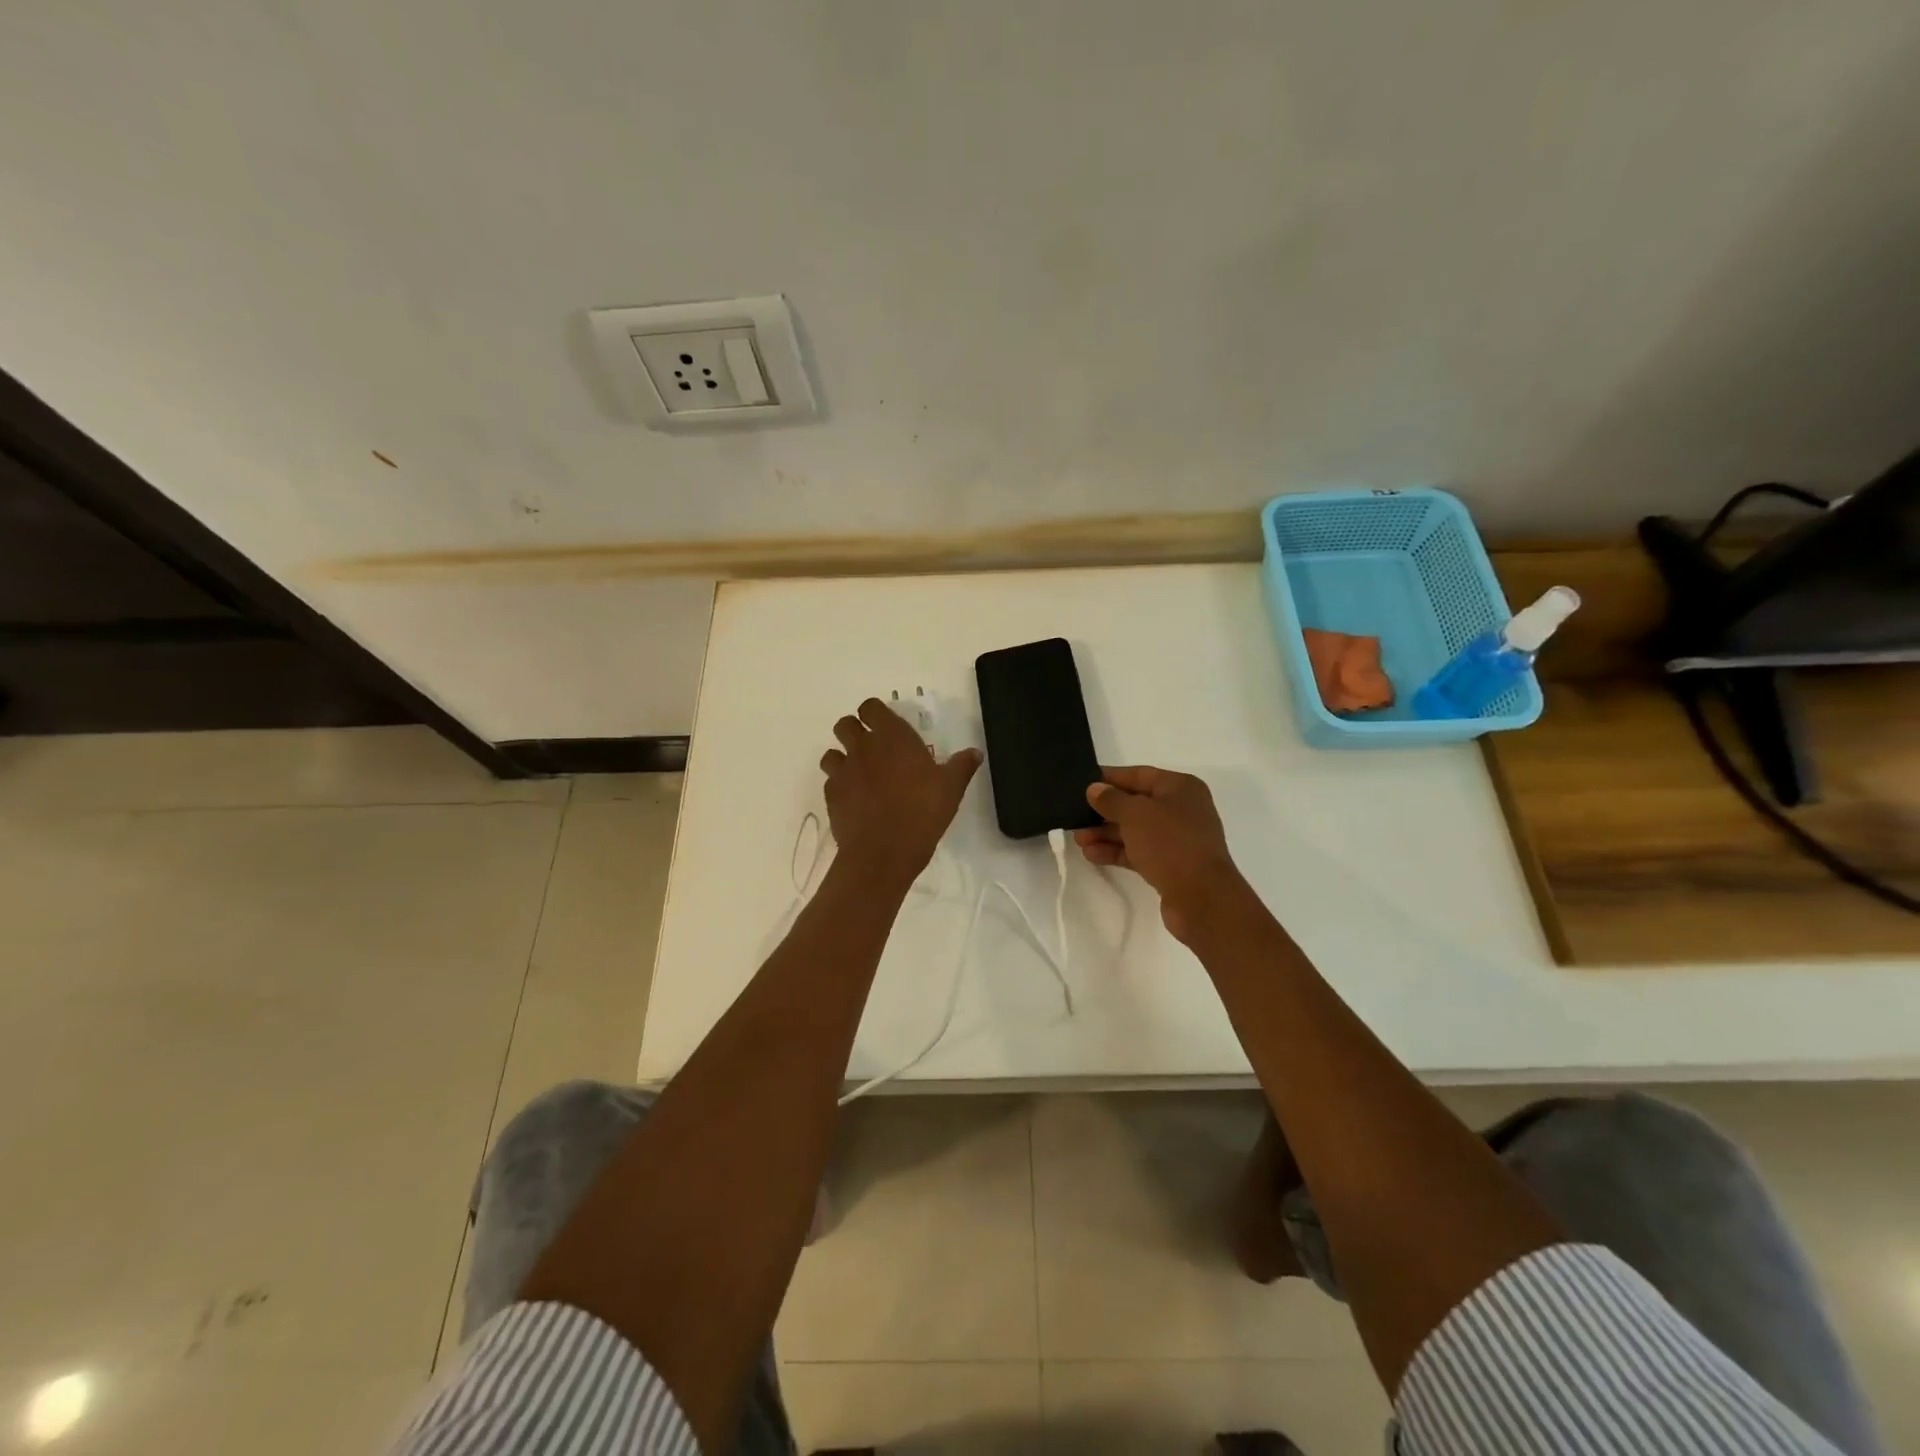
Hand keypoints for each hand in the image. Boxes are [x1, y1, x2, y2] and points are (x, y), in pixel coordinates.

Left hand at [820, 699, 981, 888]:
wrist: (883, 852)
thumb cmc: (922, 813)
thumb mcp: (951, 789)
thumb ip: (961, 766)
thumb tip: (974, 752)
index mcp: (892, 737)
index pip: (871, 707)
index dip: (875, 714)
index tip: (885, 726)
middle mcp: (863, 747)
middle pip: (845, 725)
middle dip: (854, 732)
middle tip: (873, 749)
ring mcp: (843, 771)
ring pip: (832, 753)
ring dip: (843, 759)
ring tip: (860, 775)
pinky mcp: (831, 795)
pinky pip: (831, 782)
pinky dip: (840, 786)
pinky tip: (855, 800)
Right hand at [1075, 765, 1247, 943]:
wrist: (1202, 898)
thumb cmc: (1170, 843)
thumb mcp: (1135, 814)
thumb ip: (1111, 799)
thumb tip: (1094, 789)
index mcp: (1180, 788)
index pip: (1139, 775)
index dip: (1110, 778)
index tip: (1082, 782)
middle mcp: (1181, 810)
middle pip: (1135, 804)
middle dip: (1104, 811)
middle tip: (1074, 816)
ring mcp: (1177, 839)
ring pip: (1134, 830)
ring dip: (1105, 833)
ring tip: (1078, 839)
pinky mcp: (1170, 865)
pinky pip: (1138, 852)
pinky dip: (1116, 851)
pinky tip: (1091, 855)